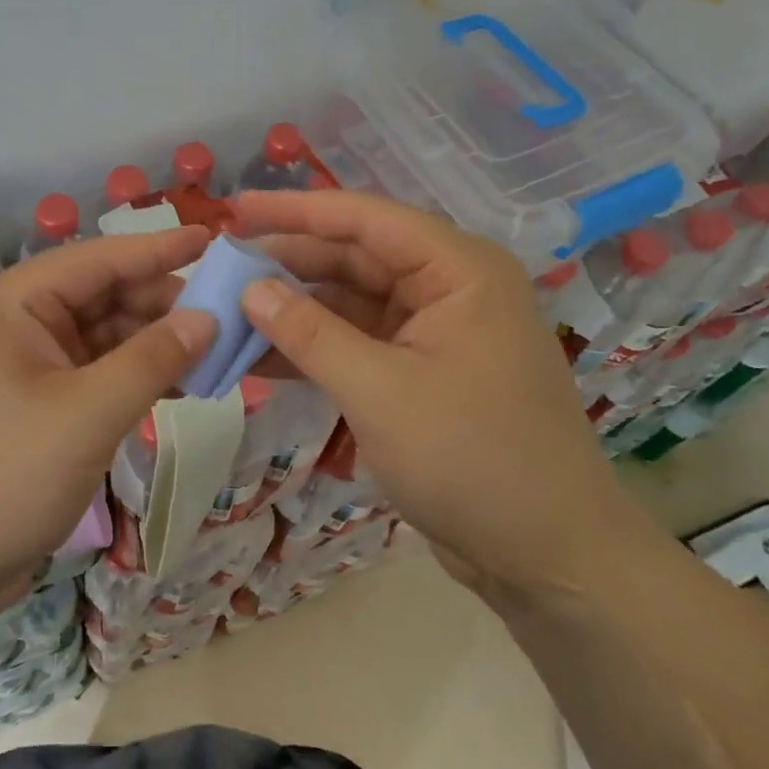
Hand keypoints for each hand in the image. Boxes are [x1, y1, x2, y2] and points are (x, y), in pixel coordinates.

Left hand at [0, 225, 214, 615]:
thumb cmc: (1, 474)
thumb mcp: (86, 414)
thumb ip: (152, 361)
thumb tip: (208, 317)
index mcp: (15, 302)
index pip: (100, 259)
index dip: (160, 248)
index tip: (217, 238)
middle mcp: (18, 321)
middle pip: (104, 296)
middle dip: (163, 304)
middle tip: (230, 312)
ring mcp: (26, 364)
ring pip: (104, 336)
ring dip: (155, 343)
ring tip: (217, 349)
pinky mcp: (36, 403)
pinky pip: (96, 373)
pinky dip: (136, 376)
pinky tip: (182, 383)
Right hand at [234, 190, 649, 598]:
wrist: (548, 559)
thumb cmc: (474, 460)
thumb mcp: (379, 392)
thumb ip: (309, 333)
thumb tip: (248, 288)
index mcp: (457, 269)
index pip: (364, 218)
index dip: (294, 210)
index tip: (234, 208)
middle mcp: (447, 286)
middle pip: (353, 255)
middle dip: (287, 263)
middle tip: (220, 268)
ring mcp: (433, 329)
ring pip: (348, 300)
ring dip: (293, 308)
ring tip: (227, 311)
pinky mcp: (419, 369)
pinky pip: (355, 341)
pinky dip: (312, 346)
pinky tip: (259, 355)